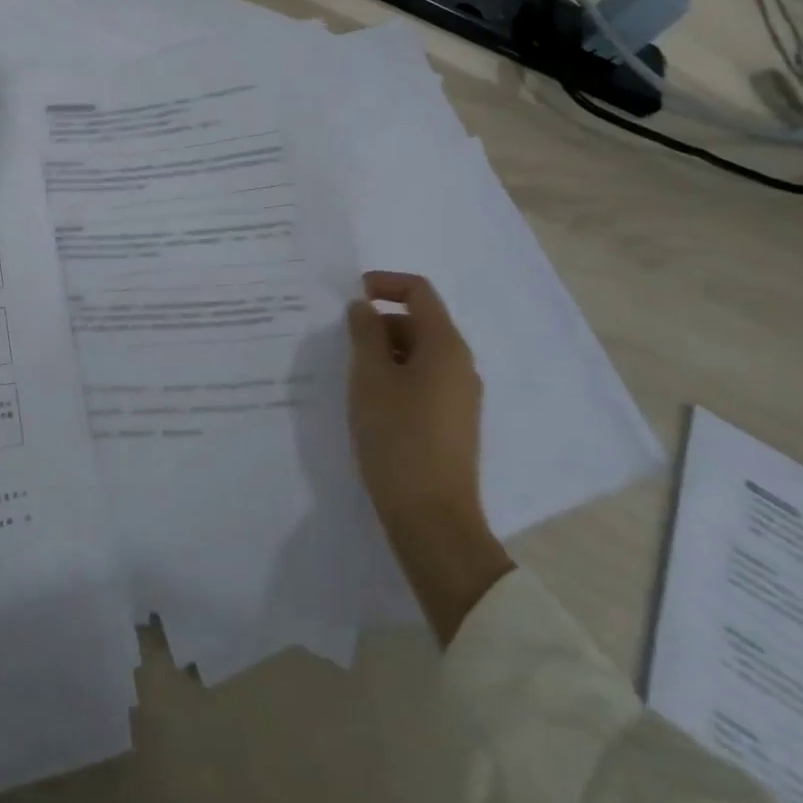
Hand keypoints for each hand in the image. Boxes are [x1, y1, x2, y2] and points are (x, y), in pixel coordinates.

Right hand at [347, 271, 512, 643]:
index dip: (384, 283)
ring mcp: (460, 396)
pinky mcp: (453, 422)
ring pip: (419, 353)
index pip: (419, 291)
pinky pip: (423, 380)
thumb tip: (363, 307)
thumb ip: (364, 333)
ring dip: (384, 351)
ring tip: (350, 373)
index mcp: (445, 346)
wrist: (432, 519)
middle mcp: (460, 365)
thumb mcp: (369, 377)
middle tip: (341, 341)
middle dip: (379, 322)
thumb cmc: (397, 437)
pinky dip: (395, 376)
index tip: (350, 296)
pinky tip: (369, 400)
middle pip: (419, 321)